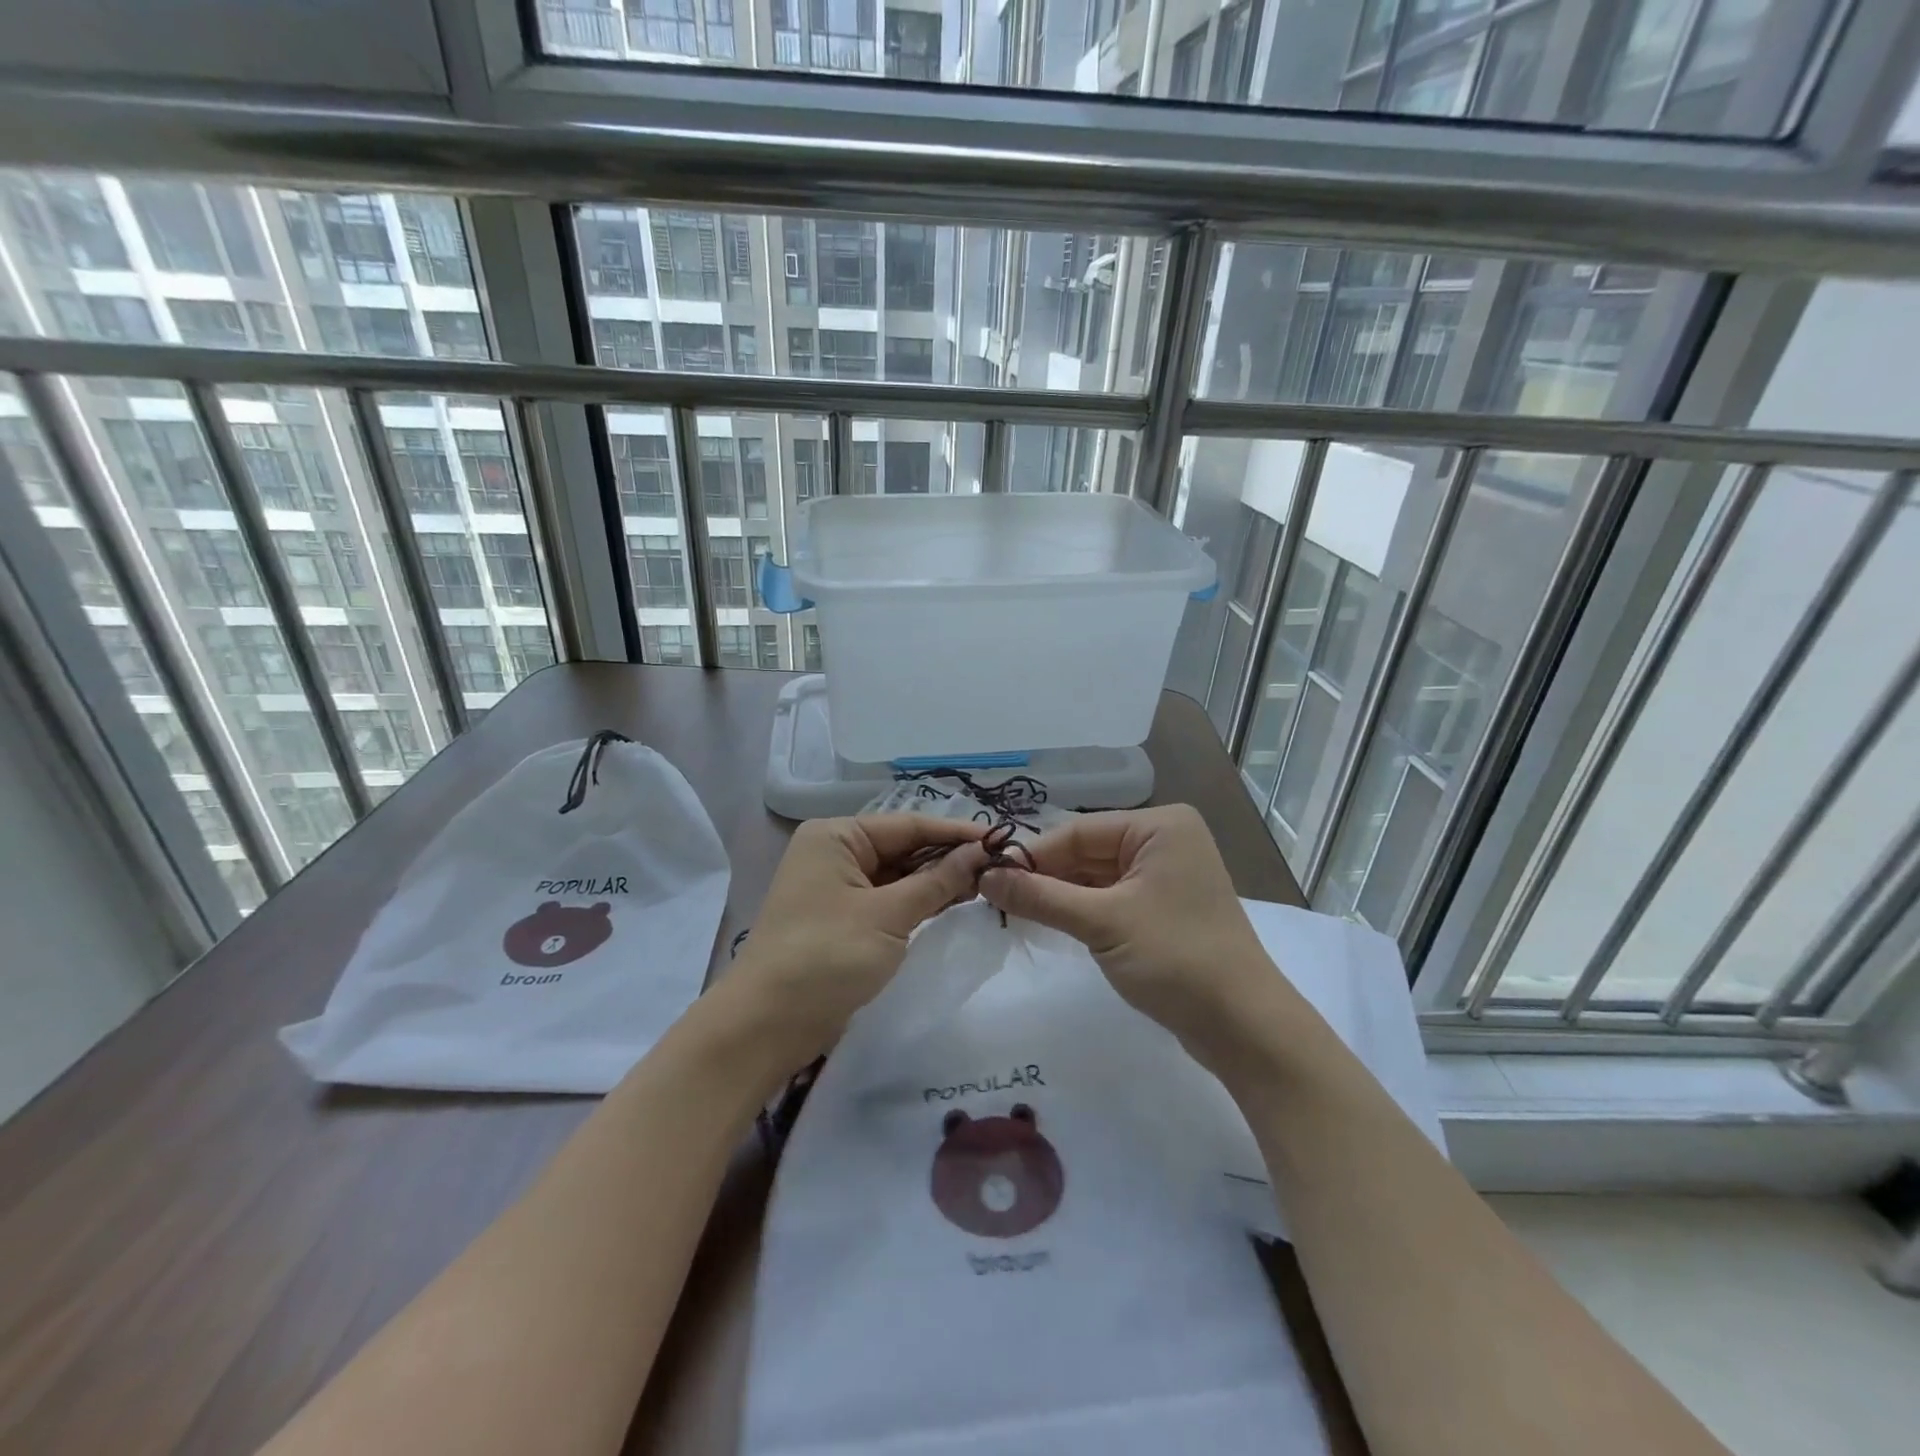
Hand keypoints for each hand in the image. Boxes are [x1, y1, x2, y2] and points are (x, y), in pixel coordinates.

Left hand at [721, 815, 988, 1068]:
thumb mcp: (888, 915)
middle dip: (948, 859)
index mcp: (837, 836)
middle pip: (903, 848)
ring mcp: (836, 888)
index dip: (956, 834)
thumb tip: (981, 852)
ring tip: (987, 885)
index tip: (1002, 840)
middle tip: (1001, 868)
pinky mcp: (841, 920)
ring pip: (898, 876)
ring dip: (937, 882)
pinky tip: (953, 905)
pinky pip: (887, 900)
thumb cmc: (826, 956)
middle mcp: (834, 853)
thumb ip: (938, 881)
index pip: (908, 825)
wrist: (765, 1026)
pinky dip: (918, 903)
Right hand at [978, 805, 1301, 1063]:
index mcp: (1159, 827)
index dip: (1032, 855)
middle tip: (993, 897)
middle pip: (1087, 852)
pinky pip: (1111, 897)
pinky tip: (1048, 921)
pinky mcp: (1163, 908)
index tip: (986, 876)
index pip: (1079, 831)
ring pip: (1096, 877)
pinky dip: (1081, 910)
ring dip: (1059, 894)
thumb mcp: (1101, 923)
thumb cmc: (1175, 959)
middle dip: (1044, 875)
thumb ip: (1040, 897)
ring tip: (1011, 910)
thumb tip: (984, 878)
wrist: (1244, 1027)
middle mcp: (1164, 841)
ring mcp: (1165, 875)